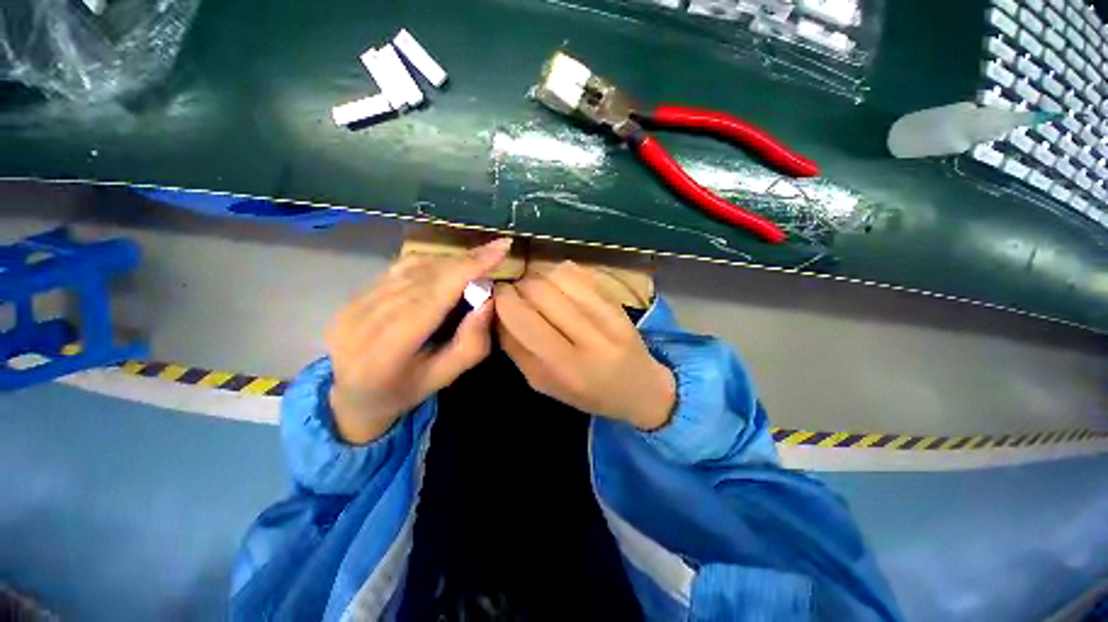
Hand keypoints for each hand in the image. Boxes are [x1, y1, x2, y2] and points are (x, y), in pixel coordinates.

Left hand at [326, 238, 511, 443]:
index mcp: (387, 352)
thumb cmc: (405, 391)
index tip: (499, 249)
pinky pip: (398, 269)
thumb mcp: (445, 377)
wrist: (353, 398)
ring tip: (477, 262)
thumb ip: (470, 343)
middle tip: (496, 251)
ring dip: (450, 261)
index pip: (432, 297)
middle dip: (465, 261)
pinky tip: (447, 268)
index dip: (467, 269)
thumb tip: (488, 300)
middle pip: (424, 277)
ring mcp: (352, 306)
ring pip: (411, 269)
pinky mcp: (352, 296)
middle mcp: (363, 322)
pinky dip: (430, 264)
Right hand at [494, 261, 675, 429]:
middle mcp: (588, 336)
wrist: (639, 386)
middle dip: (518, 286)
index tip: (496, 297)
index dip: (502, 299)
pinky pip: (576, 272)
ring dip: (537, 278)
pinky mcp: (617, 299)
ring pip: (556, 275)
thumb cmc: (586, 392)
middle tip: (517, 296)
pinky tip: (558, 288)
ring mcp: (607, 314)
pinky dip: (558, 274)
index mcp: (565, 366)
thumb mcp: (542, 382)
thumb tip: (495, 310)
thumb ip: (515, 347)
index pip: (523, 317)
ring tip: (538, 293)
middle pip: (538, 289)